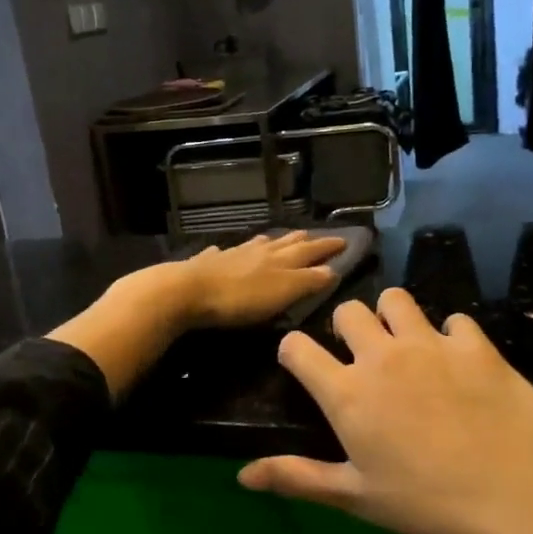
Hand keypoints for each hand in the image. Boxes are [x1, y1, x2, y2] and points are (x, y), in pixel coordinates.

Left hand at [171, 231, 346, 328]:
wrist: (188, 291)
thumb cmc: (240, 298)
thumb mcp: (283, 292)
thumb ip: (308, 281)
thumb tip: (332, 269)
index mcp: (280, 259)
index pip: (311, 250)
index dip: (328, 246)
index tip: (344, 240)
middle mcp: (258, 251)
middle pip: (285, 243)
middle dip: (302, 240)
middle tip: (313, 236)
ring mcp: (231, 254)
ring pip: (256, 244)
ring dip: (270, 242)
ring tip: (276, 240)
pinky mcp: (206, 263)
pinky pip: (223, 252)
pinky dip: (230, 251)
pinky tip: (223, 251)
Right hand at [238, 288, 532, 533]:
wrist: (517, 501)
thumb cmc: (427, 506)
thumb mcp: (356, 497)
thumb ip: (297, 478)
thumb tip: (242, 476)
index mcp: (347, 393)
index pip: (297, 348)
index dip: (293, 351)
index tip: (303, 364)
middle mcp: (382, 356)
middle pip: (347, 312)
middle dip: (347, 328)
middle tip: (364, 358)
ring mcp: (430, 345)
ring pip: (396, 299)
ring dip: (395, 317)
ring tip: (409, 347)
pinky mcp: (476, 345)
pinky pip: (455, 320)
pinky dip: (452, 336)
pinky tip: (462, 365)